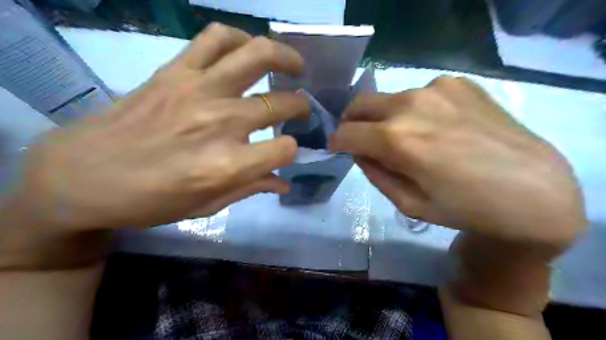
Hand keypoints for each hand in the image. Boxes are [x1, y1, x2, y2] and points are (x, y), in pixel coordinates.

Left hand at [0, 23, 308, 267]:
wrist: (82, 175)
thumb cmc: (148, 201)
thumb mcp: (205, 207)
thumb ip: (250, 188)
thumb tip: (283, 182)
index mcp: (227, 165)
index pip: (285, 149)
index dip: (292, 151)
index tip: (286, 151)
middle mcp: (220, 122)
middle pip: (280, 103)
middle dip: (300, 106)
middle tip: (301, 108)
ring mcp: (198, 90)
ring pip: (256, 55)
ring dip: (284, 57)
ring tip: (293, 66)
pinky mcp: (175, 71)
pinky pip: (216, 38)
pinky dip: (239, 39)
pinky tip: (246, 50)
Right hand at [331, 76, 587, 251]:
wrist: (532, 190)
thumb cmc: (465, 207)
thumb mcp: (408, 203)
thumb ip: (375, 173)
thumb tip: (359, 151)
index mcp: (396, 139)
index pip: (346, 132)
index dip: (336, 142)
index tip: (336, 148)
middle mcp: (410, 104)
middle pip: (360, 104)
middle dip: (351, 122)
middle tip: (358, 138)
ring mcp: (436, 88)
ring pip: (389, 99)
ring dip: (384, 117)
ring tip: (404, 137)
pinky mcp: (458, 83)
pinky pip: (419, 94)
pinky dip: (414, 110)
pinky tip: (436, 126)